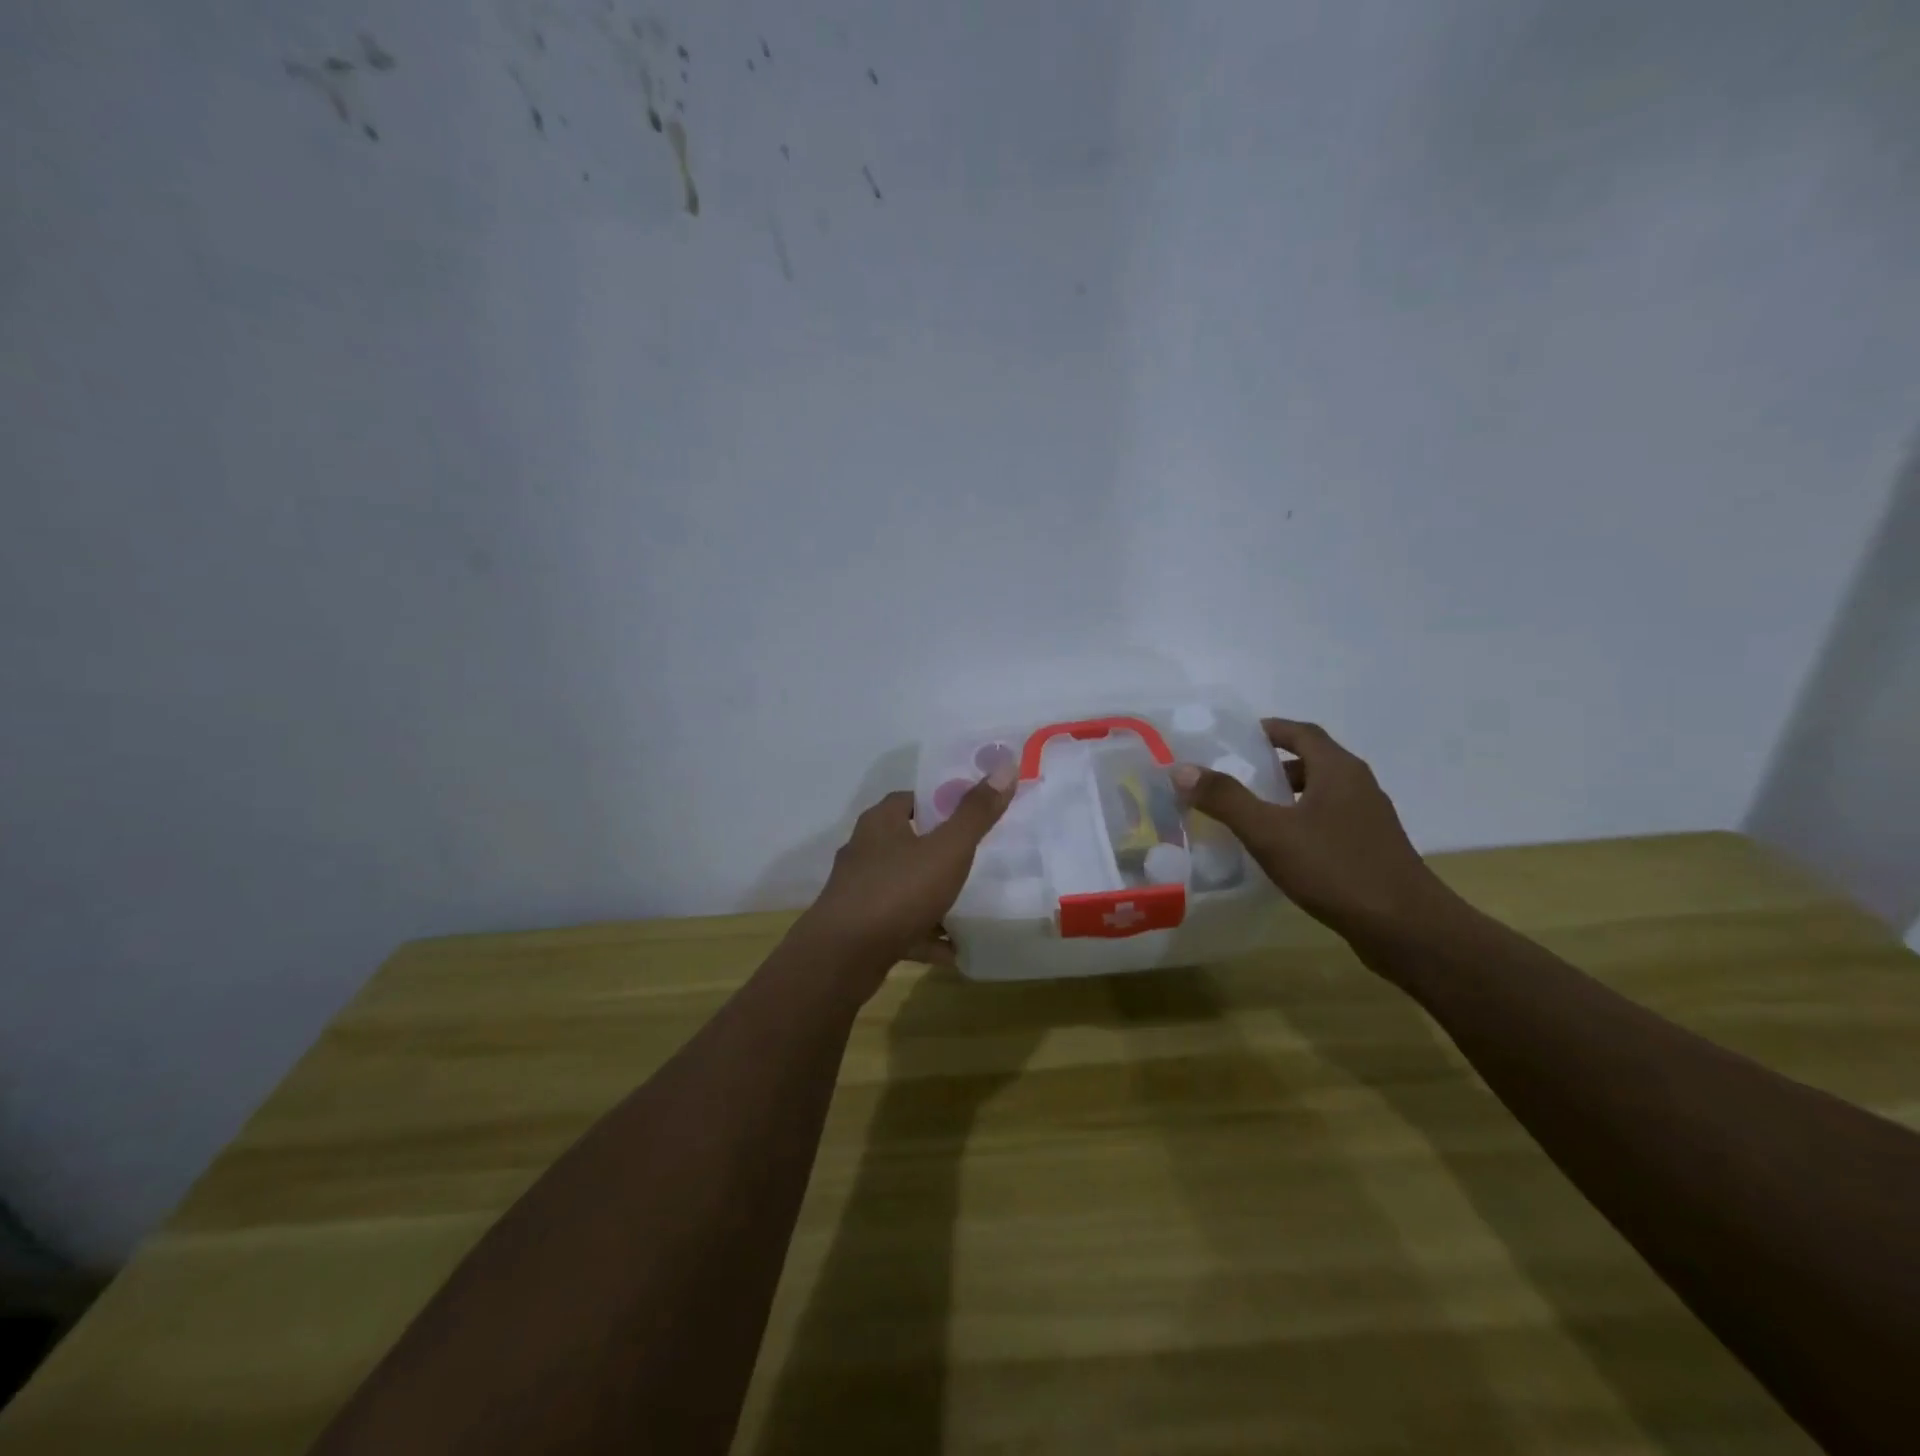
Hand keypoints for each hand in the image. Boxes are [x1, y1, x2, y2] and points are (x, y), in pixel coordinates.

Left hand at [791, 766, 1016, 989]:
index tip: (971, 812)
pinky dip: (925, 935)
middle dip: (939, 849)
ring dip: (933, 896)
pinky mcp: (861, 928)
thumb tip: (1005, 766)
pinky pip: (901, 926)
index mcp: (880, 823)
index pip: (910, 798)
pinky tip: (952, 950)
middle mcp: (865, 851)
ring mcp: (860, 892)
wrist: (843, 957)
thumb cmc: (897, 891)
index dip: (940, 801)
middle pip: (907, 841)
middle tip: (977, 856)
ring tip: (970, 904)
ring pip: (904, 887)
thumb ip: (975, 813)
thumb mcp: (947, 849)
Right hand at [1172, 719, 1451, 938]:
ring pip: (1323, 794)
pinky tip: (1283, 850)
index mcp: (1339, 770)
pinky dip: (1303, 822)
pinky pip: (1330, 822)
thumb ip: (1225, 799)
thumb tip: (1182, 769)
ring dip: (1289, 796)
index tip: (1237, 738)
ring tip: (1253, 814)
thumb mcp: (1270, 832)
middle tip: (1236, 778)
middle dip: (1274, 765)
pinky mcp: (1372, 850)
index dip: (1270, 730)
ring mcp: (1370, 820)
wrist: (1406, 929)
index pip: (1301, 732)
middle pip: (1313, 761)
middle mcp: (1359, 786)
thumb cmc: (1336, 869)